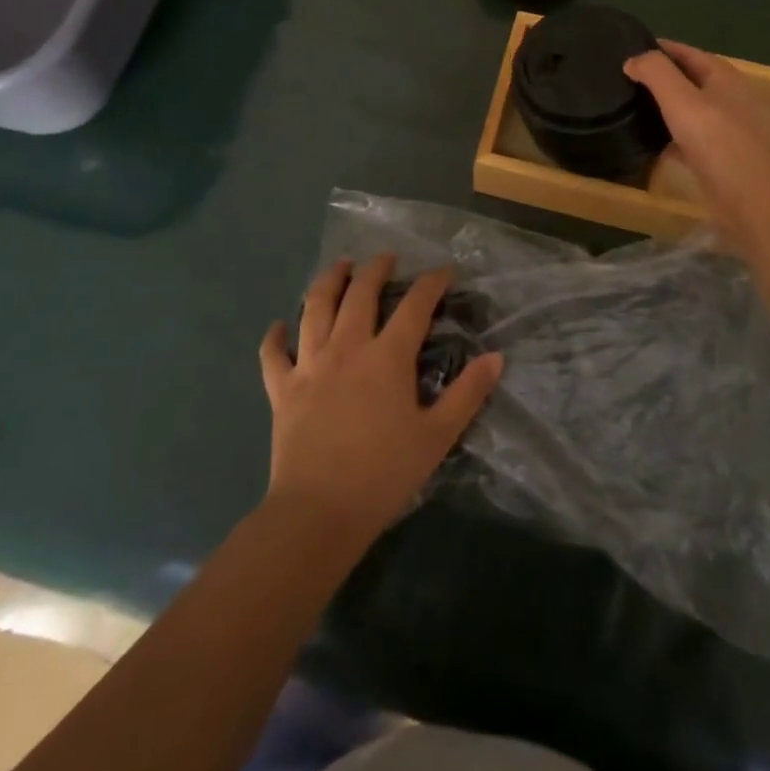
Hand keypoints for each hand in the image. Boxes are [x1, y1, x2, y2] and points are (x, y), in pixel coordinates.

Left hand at [258, 256, 503, 544]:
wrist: (319, 513)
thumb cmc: (384, 474)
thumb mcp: (437, 437)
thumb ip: (467, 394)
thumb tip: (496, 357)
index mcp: (387, 357)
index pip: (414, 306)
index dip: (431, 283)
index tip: (444, 271)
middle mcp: (347, 348)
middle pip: (359, 293)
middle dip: (375, 269)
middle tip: (385, 258)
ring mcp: (310, 365)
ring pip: (315, 308)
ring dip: (328, 282)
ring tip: (339, 268)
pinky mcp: (282, 389)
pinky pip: (273, 354)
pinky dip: (275, 336)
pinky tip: (279, 326)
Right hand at [626, 40, 769, 257]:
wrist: (753, 201)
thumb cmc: (718, 143)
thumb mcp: (682, 100)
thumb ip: (656, 73)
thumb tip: (633, 59)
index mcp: (724, 78)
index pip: (689, 53)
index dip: (661, 48)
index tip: (630, 47)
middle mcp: (729, 99)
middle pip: (690, 80)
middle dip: (661, 76)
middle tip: (625, 77)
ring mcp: (727, 131)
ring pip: (690, 111)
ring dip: (665, 107)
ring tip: (631, 106)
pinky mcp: (720, 159)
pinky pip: (690, 140)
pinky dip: (670, 136)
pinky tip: (649, 142)